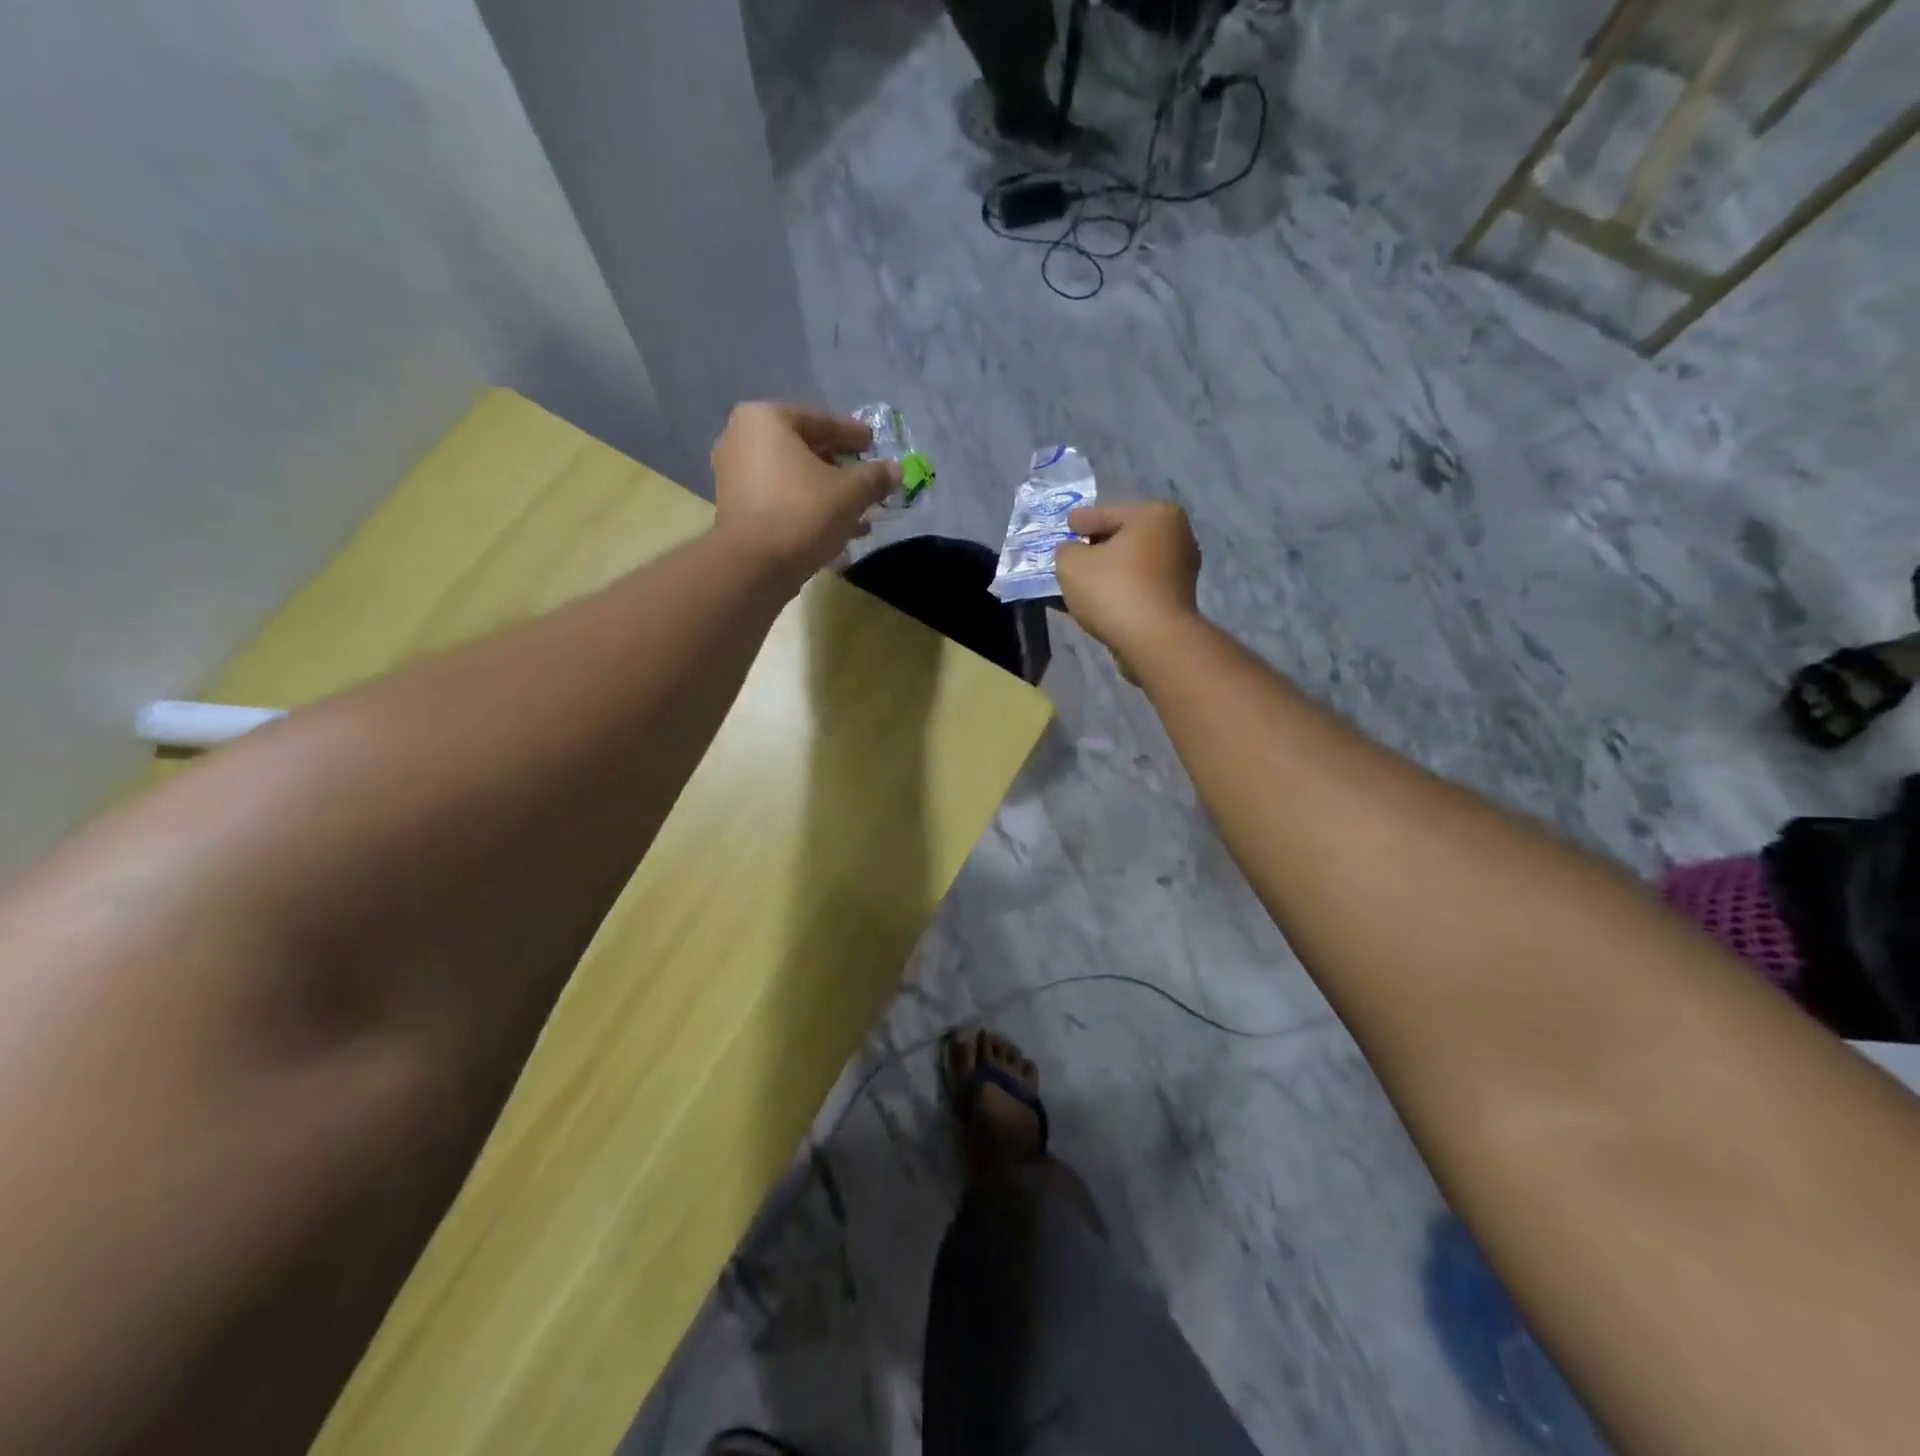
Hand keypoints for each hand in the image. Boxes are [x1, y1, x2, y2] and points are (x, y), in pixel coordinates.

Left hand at [710, 402, 900, 585]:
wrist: (753, 567)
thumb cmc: (802, 513)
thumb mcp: (850, 492)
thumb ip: (875, 477)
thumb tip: (895, 470)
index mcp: (765, 419)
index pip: (820, 420)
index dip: (852, 433)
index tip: (872, 443)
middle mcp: (741, 440)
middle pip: (804, 449)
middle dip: (839, 467)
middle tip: (867, 478)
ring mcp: (734, 477)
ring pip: (793, 479)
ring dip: (827, 493)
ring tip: (860, 511)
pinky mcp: (736, 511)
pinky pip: (781, 501)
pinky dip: (808, 510)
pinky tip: (838, 531)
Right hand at [1054, 501, 1202, 674]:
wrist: (1154, 641)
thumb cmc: (1113, 590)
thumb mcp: (1072, 563)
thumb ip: (1066, 550)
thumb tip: (1072, 552)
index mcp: (1155, 516)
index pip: (1107, 513)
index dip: (1081, 521)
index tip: (1066, 525)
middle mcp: (1176, 537)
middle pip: (1123, 539)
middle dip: (1095, 548)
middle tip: (1070, 556)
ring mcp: (1180, 571)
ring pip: (1130, 566)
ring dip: (1106, 574)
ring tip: (1078, 584)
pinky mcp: (1177, 601)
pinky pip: (1138, 588)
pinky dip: (1118, 591)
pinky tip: (1095, 602)